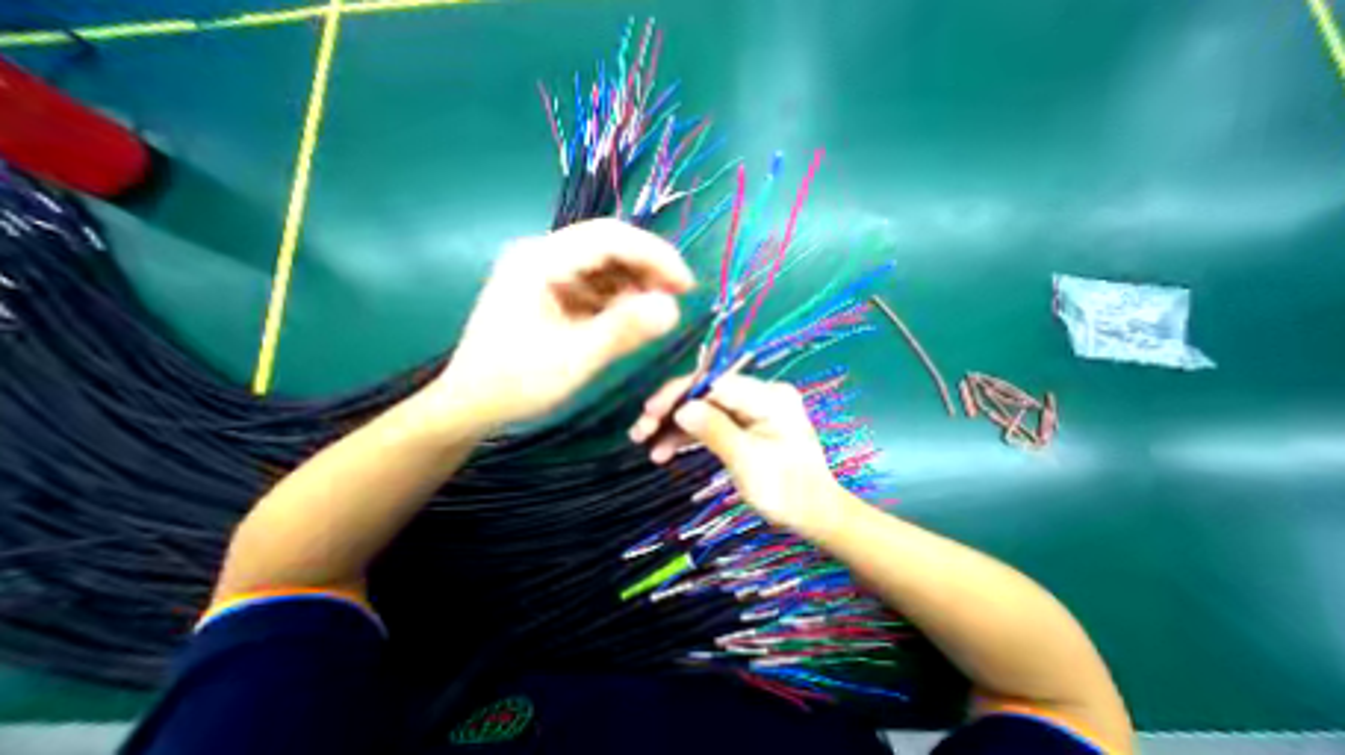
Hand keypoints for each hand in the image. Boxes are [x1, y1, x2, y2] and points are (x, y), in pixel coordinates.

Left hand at [433, 219, 692, 429]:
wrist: (472, 404)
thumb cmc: (517, 383)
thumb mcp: (576, 359)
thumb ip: (624, 330)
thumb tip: (673, 309)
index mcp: (540, 260)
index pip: (609, 237)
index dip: (655, 255)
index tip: (686, 285)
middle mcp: (541, 254)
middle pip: (608, 246)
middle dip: (647, 270)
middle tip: (676, 299)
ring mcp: (544, 271)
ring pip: (603, 265)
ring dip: (634, 285)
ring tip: (653, 313)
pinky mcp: (549, 290)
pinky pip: (593, 285)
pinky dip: (617, 299)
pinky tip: (628, 318)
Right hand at [630, 375, 836, 534]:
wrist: (814, 515)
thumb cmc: (788, 491)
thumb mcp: (749, 462)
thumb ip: (715, 431)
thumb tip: (681, 409)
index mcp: (768, 396)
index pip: (714, 383)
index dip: (679, 393)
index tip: (650, 412)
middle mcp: (759, 395)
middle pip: (706, 395)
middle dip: (671, 411)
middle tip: (640, 431)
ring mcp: (751, 410)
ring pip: (704, 409)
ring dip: (675, 426)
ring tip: (648, 446)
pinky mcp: (744, 425)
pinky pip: (711, 424)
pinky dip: (689, 436)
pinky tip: (665, 450)